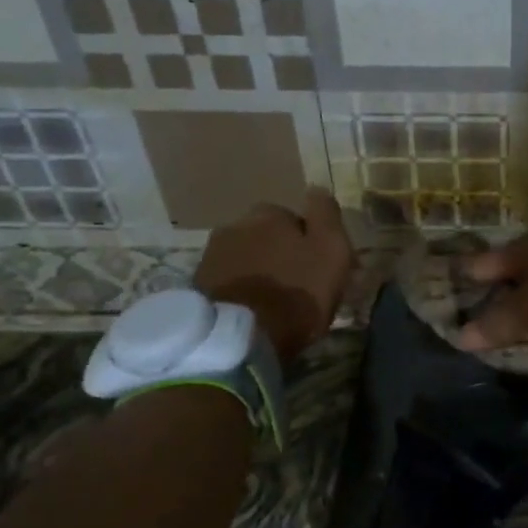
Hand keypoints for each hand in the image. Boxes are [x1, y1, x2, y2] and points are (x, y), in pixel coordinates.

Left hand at [194, 189, 353, 362]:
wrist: (241, 339)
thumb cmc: (296, 291)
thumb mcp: (331, 249)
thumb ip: (326, 214)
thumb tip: (316, 188)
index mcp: (268, 213)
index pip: (294, 218)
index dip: (308, 241)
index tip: (318, 265)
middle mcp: (234, 225)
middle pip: (265, 236)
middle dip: (278, 253)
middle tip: (295, 284)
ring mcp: (211, 256)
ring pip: (245, 258)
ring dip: (258, 272)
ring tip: (271, 302)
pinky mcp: (197, 287)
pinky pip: (228, 282)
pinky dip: (240, 291)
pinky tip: (251, 311)